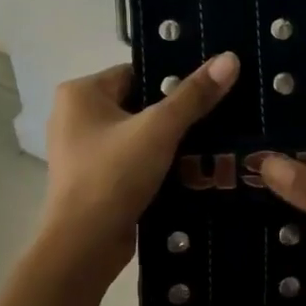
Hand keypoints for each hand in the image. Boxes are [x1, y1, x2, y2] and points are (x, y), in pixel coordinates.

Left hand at [39, 53, 239, 280]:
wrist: (84, 247)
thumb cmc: (113, 176)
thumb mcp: (159, 130)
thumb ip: (194, 95)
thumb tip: (230, 58)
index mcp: (80, 93)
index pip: (137, 72)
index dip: (173, 80)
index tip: (210, 89)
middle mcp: (75, 116)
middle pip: (139, 103)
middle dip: (175, 113)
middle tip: (219, 115)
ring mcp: (83, 151)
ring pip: (138, 135)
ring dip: (169, 141)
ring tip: (213, 141)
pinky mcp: (95, 180)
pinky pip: (133, 160)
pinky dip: (157, 164)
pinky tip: (191, 169)